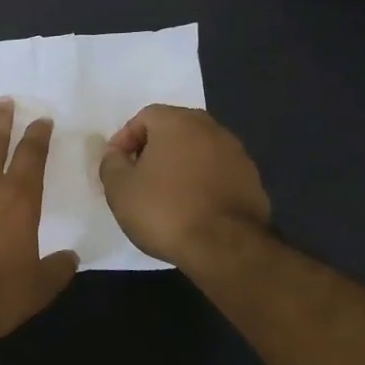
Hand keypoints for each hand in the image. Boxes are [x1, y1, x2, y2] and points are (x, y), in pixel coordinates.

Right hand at [98, 105, 270, 272]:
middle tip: (139, 177)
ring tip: (166, 196)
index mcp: (177, 122)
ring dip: (181, 166)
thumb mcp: (119, 188)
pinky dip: (203, 183)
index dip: (125, 139)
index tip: (117, 166)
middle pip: (174, 130)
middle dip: (154, 150)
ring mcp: (237, 154)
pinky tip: (193, 209)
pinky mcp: (253, 181)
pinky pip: (218, 173)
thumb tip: (117, 155)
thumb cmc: (165, 210)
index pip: (144, 117)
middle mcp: (211, 128)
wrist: (226, 248)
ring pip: (198, 151)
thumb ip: (111, 163)